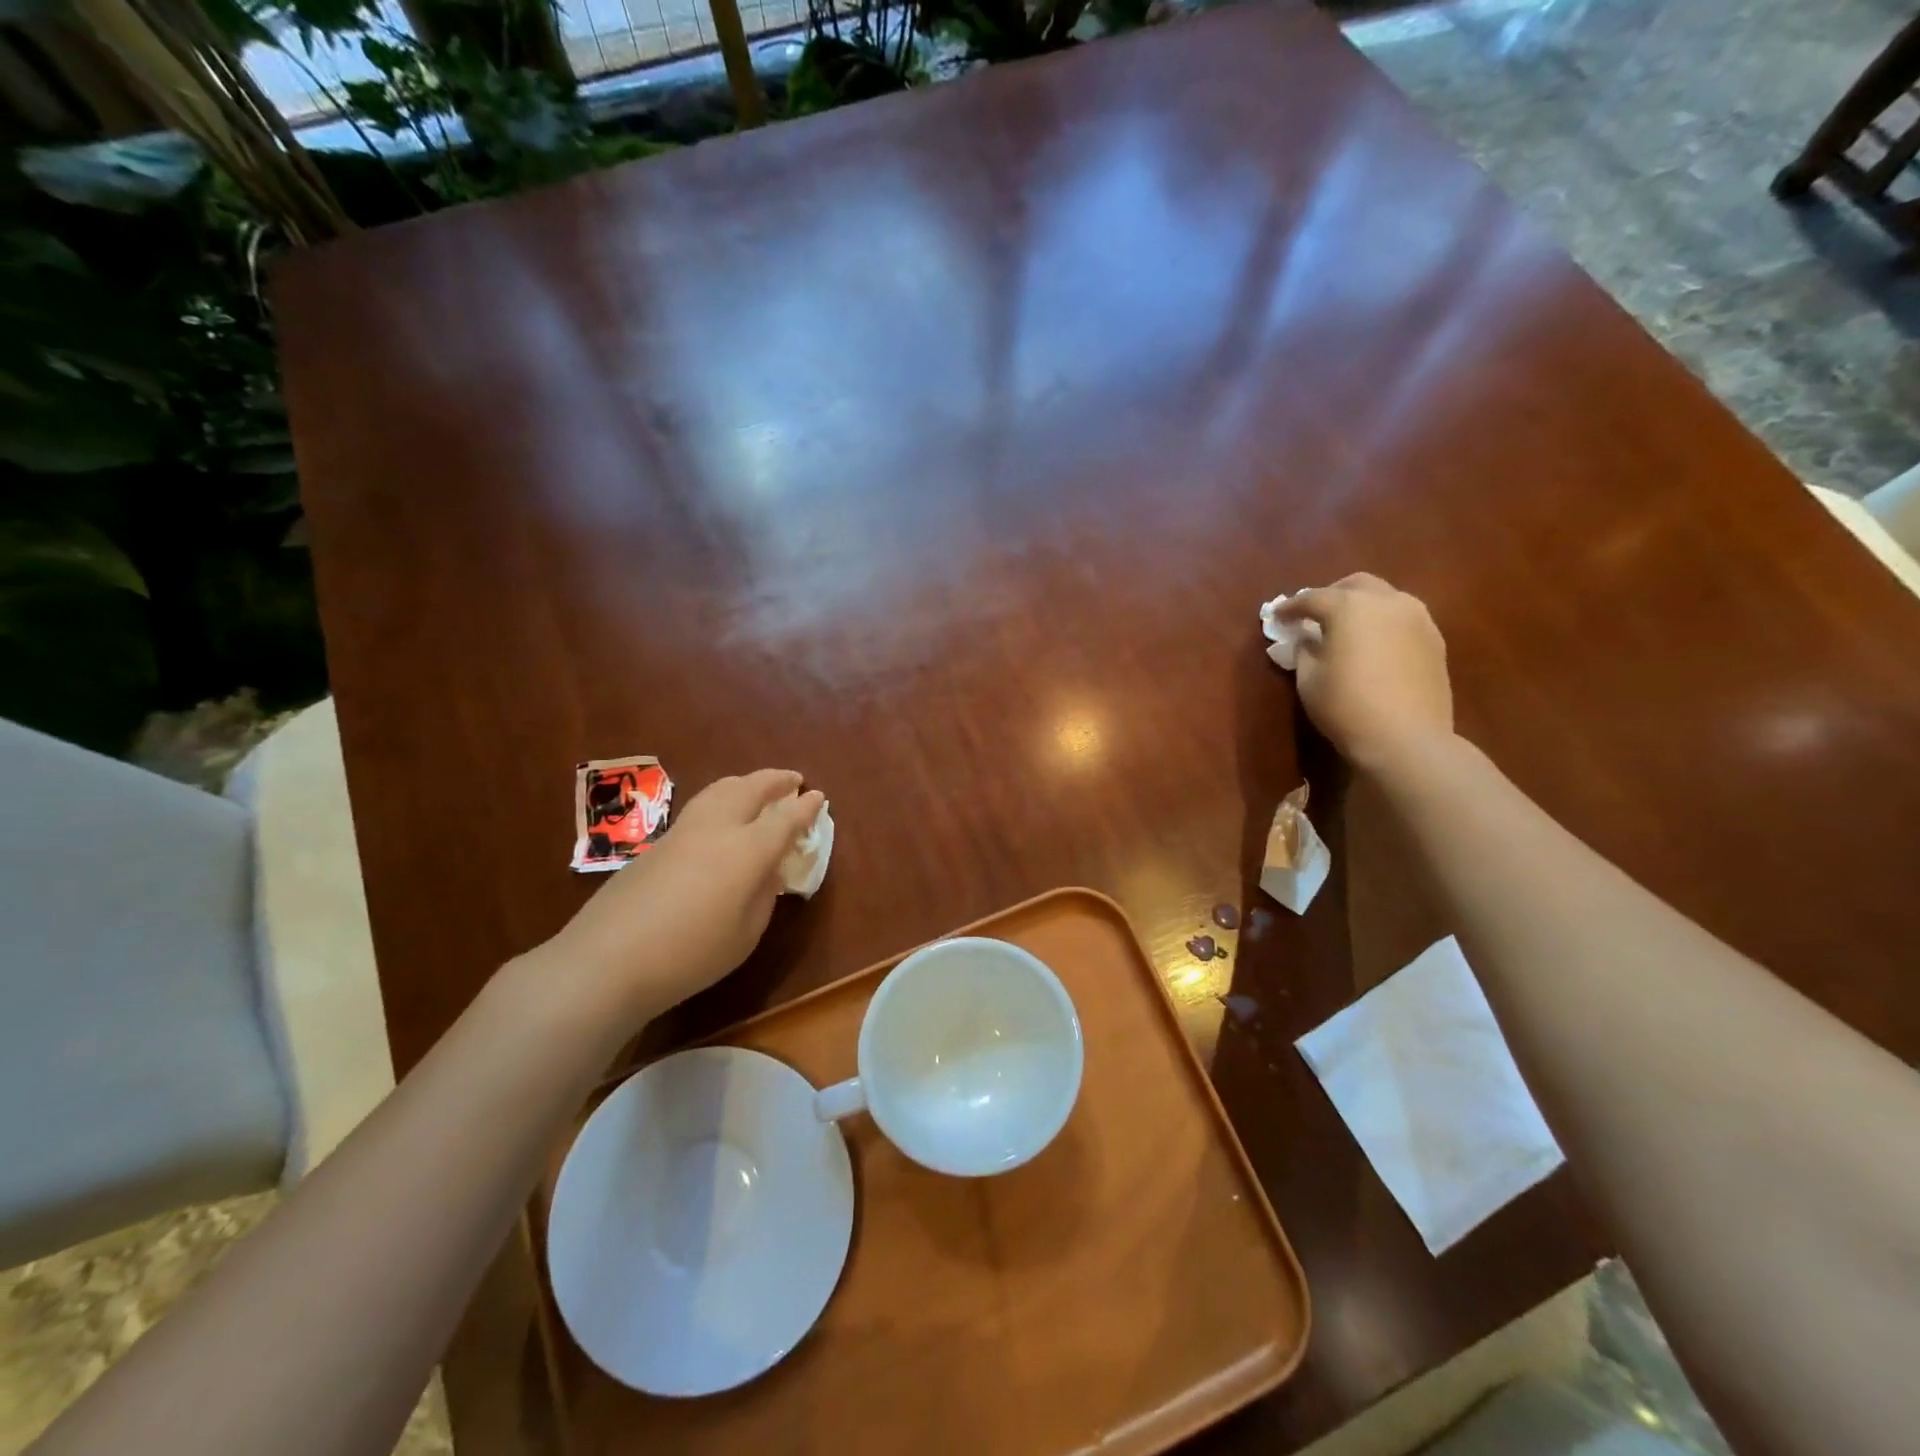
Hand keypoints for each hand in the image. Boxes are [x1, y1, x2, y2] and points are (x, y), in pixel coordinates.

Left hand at [542, 770, 825, 1023]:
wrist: (607, 960)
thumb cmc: (690, 955)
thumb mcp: (745, 935)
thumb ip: (763, 895)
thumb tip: (768, 871)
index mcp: (747, 850)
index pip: (785, 819)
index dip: (805, 807)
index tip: (819, 797)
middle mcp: (717, 829)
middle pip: (751, 789)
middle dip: (776, 780)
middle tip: (793, 780)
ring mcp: (682, 832)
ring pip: (720, 790)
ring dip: (746, 782)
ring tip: (758, 787)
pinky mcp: (656, 844)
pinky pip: (700, 807)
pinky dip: (722, 799)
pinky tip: (721, 816)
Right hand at [1276, 574, 1453, 771]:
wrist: (1406, 738)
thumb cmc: (1346, 706)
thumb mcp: (1308, 679)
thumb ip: (1305, 650)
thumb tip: (1308, 638)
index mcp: (1349, 607)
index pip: (1312, 598)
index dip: (1291, 607)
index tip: (1277, 617)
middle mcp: (1387, 602)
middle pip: (1355, 585)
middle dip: (1331, 595)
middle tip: (1314, 616)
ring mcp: (1417, 618)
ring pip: (1385, 597)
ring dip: (1361, 606)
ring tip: (1346, 629)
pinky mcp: (1435, 640)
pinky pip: (1403, 618)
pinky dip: (1383, 622)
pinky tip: (1374, 644)